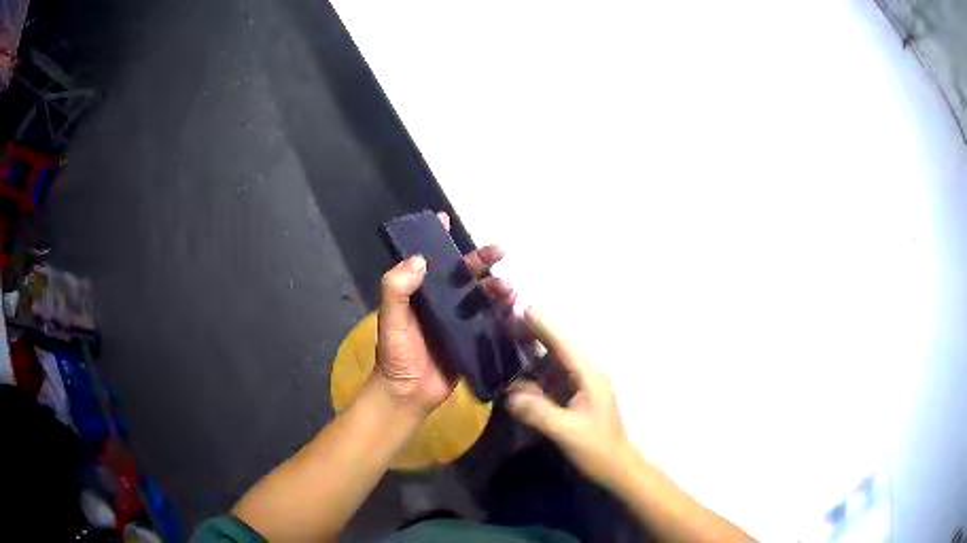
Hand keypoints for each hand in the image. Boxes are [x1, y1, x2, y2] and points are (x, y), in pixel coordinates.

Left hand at [373, 212, 513, 414]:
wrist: (408, 396)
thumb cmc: (396, 357)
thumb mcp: (390, 321)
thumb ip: (397, 290)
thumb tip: (420, 259)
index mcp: (419, 294)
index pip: (430, 260)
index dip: (438, 240)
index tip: (447, 220)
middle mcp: (440, 303)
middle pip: (463, 275)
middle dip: (481, 260)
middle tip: (501, 251)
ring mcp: (458, 322)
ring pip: (480, 296)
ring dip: (495, 287)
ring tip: (508, 288)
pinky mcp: (471, 341)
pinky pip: (490, 322)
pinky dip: (503, 313)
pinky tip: (515, 309)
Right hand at [506, 309, 631, 488]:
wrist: (617, 467)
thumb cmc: (597, 448)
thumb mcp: (566, 431)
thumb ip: (538, 412)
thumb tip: (509, 396)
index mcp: (589, 377)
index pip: (564, 346)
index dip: (545, 326)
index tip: (525, 308)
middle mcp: (586, 376)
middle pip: (559, 349)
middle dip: (536, 334)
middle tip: (508, 320)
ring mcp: (581, 388)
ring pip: (555, 363)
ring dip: (534, 352)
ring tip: (509, 338)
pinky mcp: (575, 399)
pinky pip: (553, 380)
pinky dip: (536, 373)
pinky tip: (520, 372)